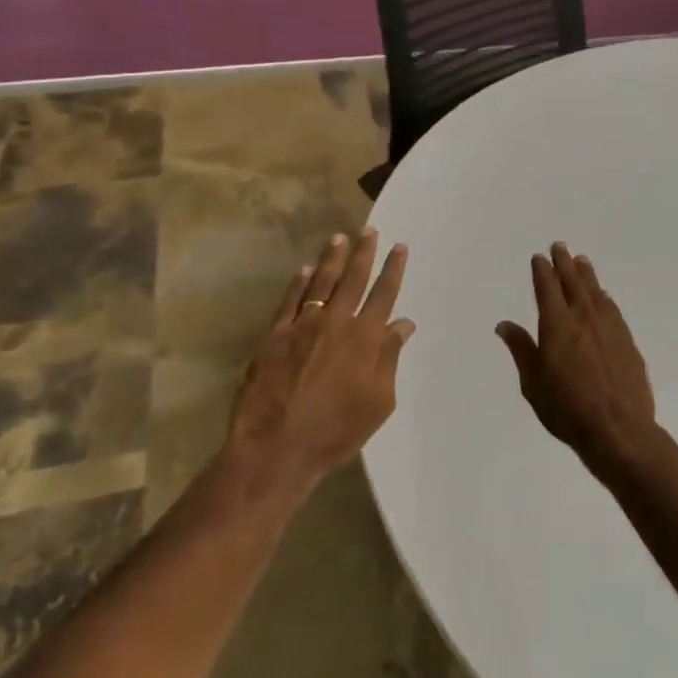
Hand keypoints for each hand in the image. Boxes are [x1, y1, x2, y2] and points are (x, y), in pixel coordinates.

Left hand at [224, 228, 414, 495]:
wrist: (277, 447)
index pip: (383, 294)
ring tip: (339, 238)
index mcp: (365, 338)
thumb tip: (403, 324)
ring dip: (332, 259)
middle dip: (363, 253)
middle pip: (352, 279)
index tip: (399, 247)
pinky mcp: (274, 335)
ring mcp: (301, 326)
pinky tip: (306, 270)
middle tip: (369, 230)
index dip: (393, 269)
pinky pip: (290, 300)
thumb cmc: (336, 431)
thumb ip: (389, 358)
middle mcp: (335, 323)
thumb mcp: (378, 401)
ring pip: (320, 283)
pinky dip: (300, 283)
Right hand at [497, 242, 657, 470]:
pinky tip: (603, 296)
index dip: (542, 271)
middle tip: (560, 246)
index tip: (539, 257)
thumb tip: (504, 324)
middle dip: (565, 263)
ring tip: (582, 260)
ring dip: (587, 275)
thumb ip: (521, 349)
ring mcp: (610, 328)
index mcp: (557, 326)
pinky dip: (604, 297)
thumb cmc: (567, 409)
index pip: (547, 289)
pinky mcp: (627, 342)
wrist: (619, 429)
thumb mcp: (533, 383)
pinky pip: (613, 309)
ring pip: (596, 292)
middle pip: (573, 283)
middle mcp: (584, 318)